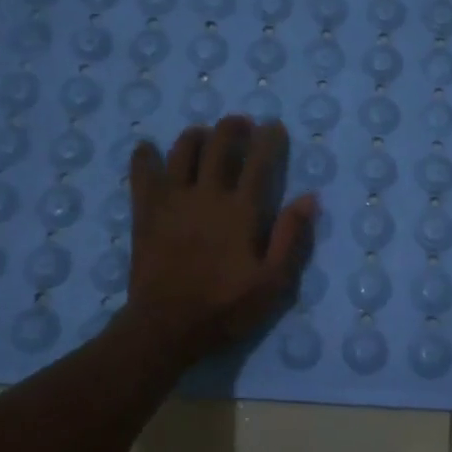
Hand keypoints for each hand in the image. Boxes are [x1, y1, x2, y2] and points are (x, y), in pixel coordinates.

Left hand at [124, 116, 317, 364]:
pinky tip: (147, 149)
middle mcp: (207, 195)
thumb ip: (291, 238)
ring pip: (182, 151)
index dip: (269, 139)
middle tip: (240, 124)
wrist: (167, 327)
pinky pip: (142, 173)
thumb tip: (309, 198)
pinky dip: (144, 157)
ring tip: (204, 135)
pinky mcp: (145, 212)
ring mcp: (172, 200)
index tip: (274, 126)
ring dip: (196, 136)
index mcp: (241, 211)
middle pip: (219, 145)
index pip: (259, 162)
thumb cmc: (225, 307)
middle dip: (232, 127)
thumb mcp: (273, 282)